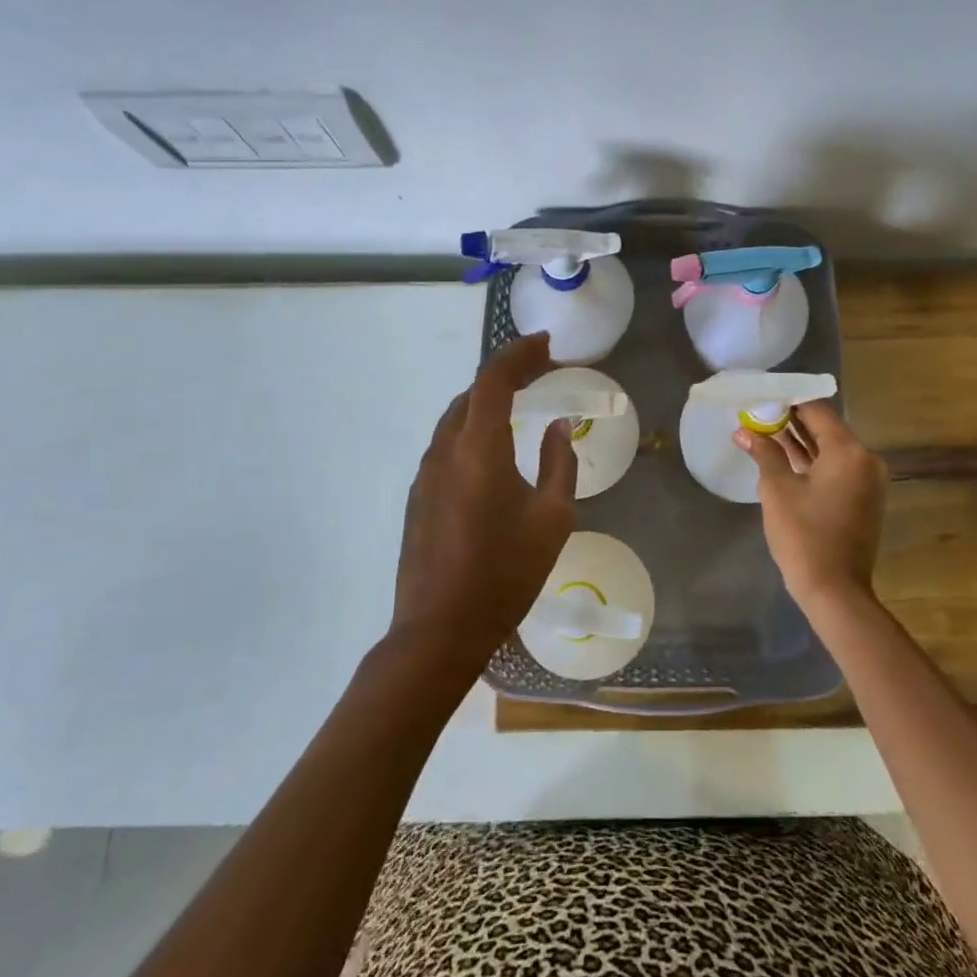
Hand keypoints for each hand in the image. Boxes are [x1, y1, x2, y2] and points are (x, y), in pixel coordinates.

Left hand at [390, 333, 577, 671]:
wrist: (438, 631)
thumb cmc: (504, 574)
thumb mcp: (551, 519)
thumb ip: (559, 463)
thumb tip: (558, 426)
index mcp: (478, 448)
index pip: (494, 379)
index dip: (519, 353)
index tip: (546, 344)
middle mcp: (445, 450)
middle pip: (472, 394)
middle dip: (506, 374)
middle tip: (542, 373)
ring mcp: (425, 474)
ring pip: (456, 418)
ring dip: (487, 401)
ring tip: (520, 403)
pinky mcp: (418, 496)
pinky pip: (447, 444)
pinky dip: (472, 428)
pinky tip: (493, 449)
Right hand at [735, 401, 888, 610]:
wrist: (835, 591)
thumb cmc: (804, 535)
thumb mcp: (777, 489)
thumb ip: (764, 452)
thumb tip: (743, 431)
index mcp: (848, 451)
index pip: (816, 410)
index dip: (787, 400)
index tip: (762, 396)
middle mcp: (865, 459)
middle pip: (825, 427)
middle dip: (791, 420)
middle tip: (758, 413)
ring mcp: (868, 480)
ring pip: (830, 448)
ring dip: (800, 441)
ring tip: (764, 430)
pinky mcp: (863, 498)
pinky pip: (836, 467)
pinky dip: (813, 461)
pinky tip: (783, 456)